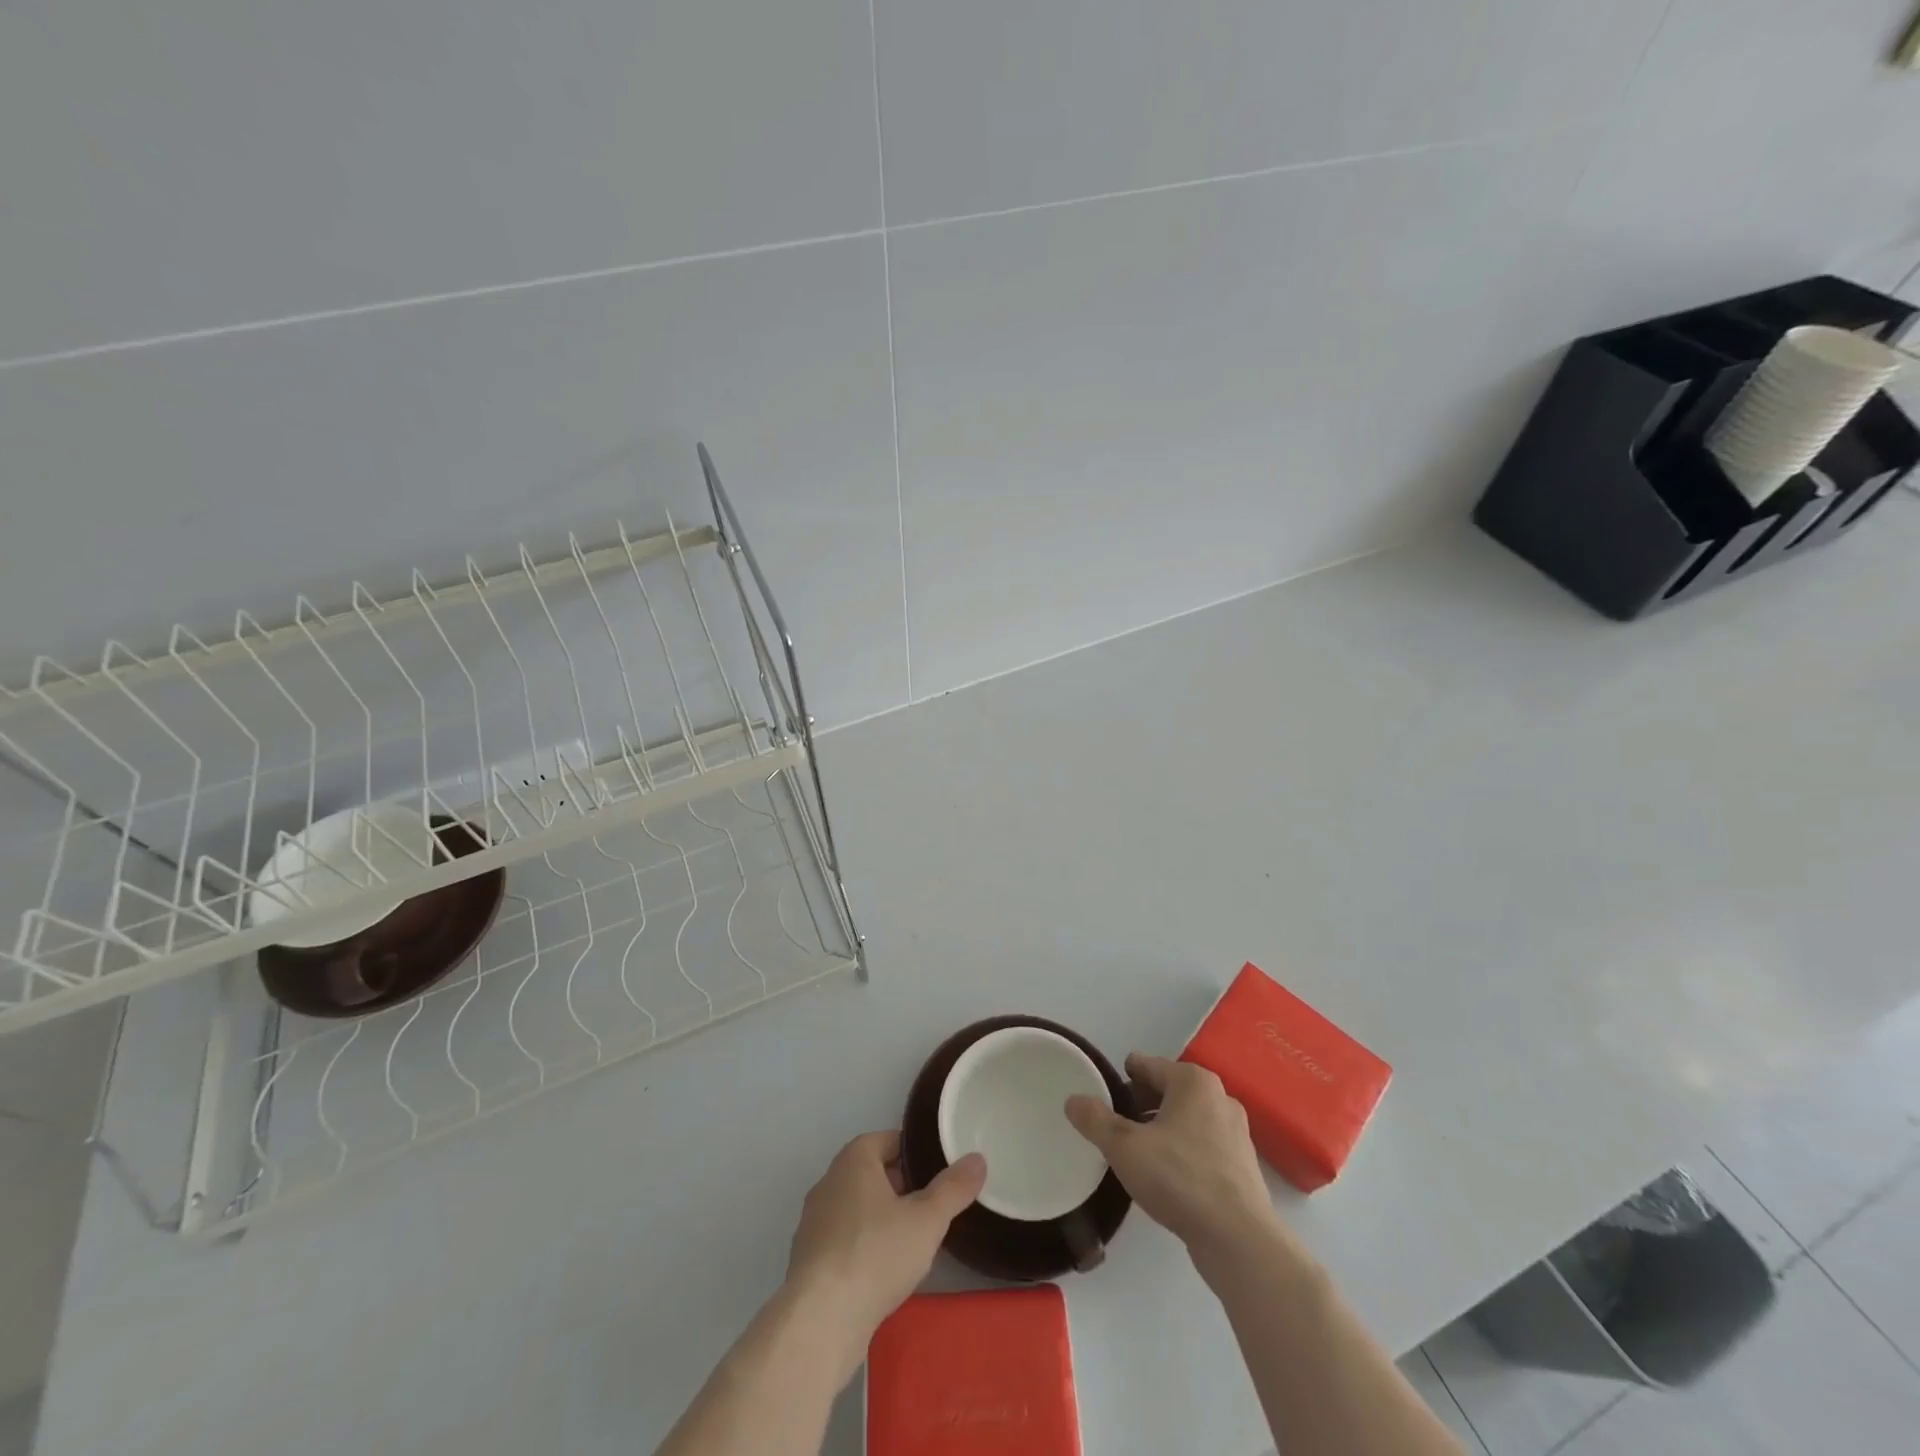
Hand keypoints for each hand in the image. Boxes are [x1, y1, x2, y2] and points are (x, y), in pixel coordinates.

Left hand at [785, 1132, 985, 1359]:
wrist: (820, 1321)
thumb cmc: (876, 1254)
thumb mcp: (927, 1220)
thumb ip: (953, 1188)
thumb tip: (978, 1159)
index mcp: (854, 1159)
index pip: (888, 1140)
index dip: (914, 1154)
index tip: (937, 1173)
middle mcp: (829, 1181)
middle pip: (871, 1173)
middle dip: (900, 1187)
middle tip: (930, 1208)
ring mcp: (813, 1221)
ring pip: (856, 1208)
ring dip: (880, 1219)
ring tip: (910, 1243)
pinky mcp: (807, 1259)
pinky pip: (842, 1240)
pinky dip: (862, 1247)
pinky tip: (881, 1273)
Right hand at [1065, 1053, 1281, 1263]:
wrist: (1239, 1239)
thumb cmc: (1179, 1178)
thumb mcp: (1124, 1147)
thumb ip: (1095, 1120)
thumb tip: (1072, 1100)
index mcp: (1192, 1081)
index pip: (1147, 1065)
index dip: (1121, 1078)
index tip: (1103, 1095)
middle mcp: (1219, 1097)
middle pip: (1168, 1091)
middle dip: (1141, 1104)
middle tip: (1115, 1125)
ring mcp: (1235, 1133)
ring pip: (1187, 1119)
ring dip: (1162, 1129)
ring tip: (1137, 1152)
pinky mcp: (1242, 1166)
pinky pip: (1202, 1146)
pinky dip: (1183, 1152)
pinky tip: (1166, 1177)